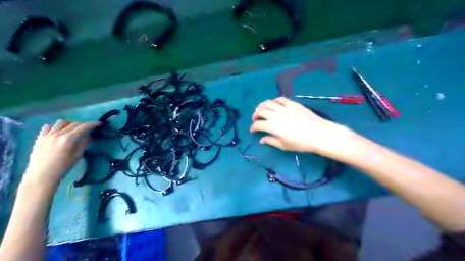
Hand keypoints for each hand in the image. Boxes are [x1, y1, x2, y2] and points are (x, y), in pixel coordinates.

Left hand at [21, 120, 98, 187]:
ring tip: (73, 129)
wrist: (42, 175)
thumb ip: (84, 143)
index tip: (99, 124)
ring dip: (70, 123)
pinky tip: (58, 132)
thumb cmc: (63, 167)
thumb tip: (89, 135)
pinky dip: (55, 127)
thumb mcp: (77, 155)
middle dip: (83, 124)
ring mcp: (47, 135)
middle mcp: (58, 134)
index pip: (83, 127)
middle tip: (89, 128)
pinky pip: (48, 127)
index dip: (92, 124)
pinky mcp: (40, 137)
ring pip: (61, 122)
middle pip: (74, 124)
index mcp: (69, 139)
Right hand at [253, 97, 354, 155]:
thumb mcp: (284, 145)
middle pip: (260, 111)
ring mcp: (284, 108)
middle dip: (255, 115)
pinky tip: (275, 104)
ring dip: (262, 105)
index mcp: (272, 126)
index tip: (253, 130)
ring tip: (262, 109)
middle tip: (256, 119)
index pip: (257, 125)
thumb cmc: (300, 143)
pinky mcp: (292, 104)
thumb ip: (271, 141)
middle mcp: (275, 114)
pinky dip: (275, 100)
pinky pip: (280, 99)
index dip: (253, 128)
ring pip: (268, 102)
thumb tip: (262, 140)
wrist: (318, 133)